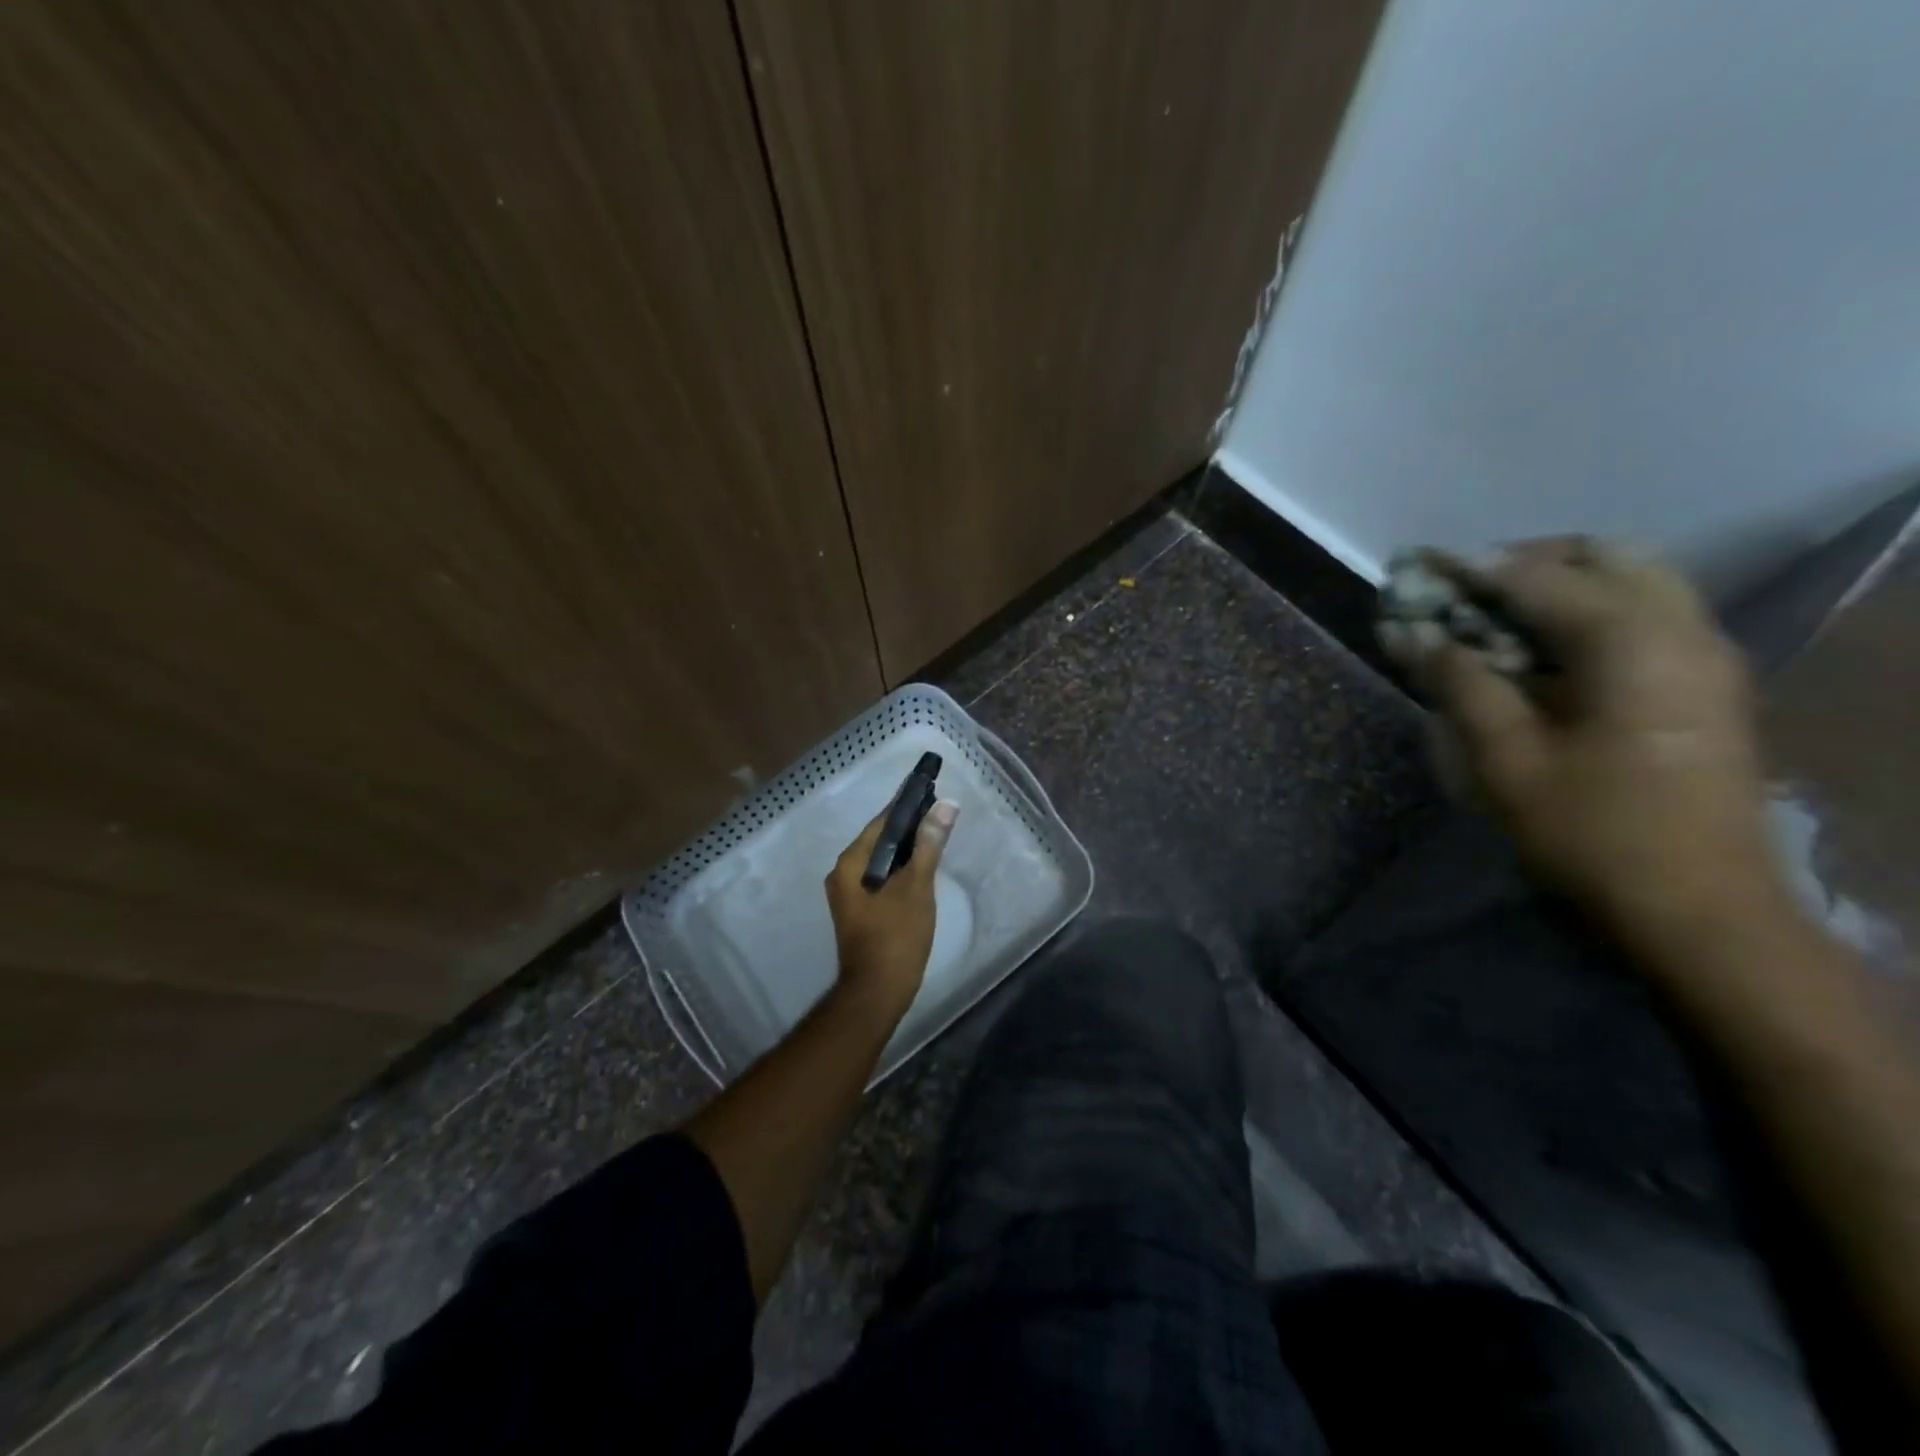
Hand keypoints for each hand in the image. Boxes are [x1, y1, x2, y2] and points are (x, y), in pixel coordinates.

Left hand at [824, 799, 958, 1015]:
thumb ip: (929, 844)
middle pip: (879, 839)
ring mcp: (849, 894)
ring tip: (937, 836)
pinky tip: (922, 868)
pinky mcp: (860, 910)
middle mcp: (843, 874)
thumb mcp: (916, 886)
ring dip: (907, 849)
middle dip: (909, 827)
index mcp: (850, 863)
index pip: (880, 822)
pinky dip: (901, 869)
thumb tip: (946, 805)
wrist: (877, 992)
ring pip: (881, 860)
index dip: (906, 806)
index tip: (931, 791)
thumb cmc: (896, 936)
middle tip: (941, 814)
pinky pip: (881, 877)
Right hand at [1382, 538, 1784, 963]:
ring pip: (1631, 581)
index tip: (1417, 568)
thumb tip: (1411, 635)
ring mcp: (1704, 656)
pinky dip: (1585, 614)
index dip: (1469, 569)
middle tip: (1462, 592)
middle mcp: (1681, 629)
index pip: (1537, 577)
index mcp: (1631, 642)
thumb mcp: (1506, 759)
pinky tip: (1539, 654)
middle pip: (1602, 556)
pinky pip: (1644, 616)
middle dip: (1523, 562)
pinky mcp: (1704, 685)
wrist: (1702, 909)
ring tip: (1492, 619)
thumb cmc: (1592, 832)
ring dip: (1556, 585)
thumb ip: (1459, 683)